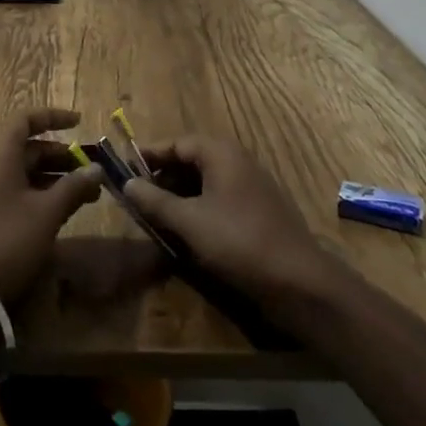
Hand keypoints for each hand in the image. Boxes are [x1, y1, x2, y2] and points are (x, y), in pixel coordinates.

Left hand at [0, 110, 104, 304]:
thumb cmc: (8, 239)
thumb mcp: (47, 212)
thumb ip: (74, 187)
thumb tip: (97, 170)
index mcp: (0, 155)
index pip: (25, 120)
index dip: (53, 117)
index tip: (79, 122)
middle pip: (28, 148)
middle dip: (62, 156)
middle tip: (90, 170)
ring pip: (25, 173)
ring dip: (56, 179)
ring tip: (87, 194)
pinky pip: (18, 194)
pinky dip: (42, 196)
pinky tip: (63, 213)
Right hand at [123, 137, 334, 307]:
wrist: (299, 282)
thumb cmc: (239, 242)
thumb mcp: (189, 222)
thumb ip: (156, 201)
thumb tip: (127, 183)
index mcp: (221, 153)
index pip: (177, 143)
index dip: (150, 156)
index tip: (125, 170)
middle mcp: (238, 161)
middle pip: (192, 159)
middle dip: (164, 176)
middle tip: (139, 197)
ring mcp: (252, 186)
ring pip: (207, 181)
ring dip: (181, 194)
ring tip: (158, 216)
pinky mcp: (260, 210)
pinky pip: (221, 198)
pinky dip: (200, 207)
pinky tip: (188, 231)